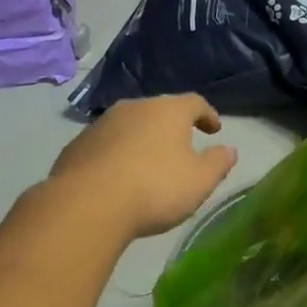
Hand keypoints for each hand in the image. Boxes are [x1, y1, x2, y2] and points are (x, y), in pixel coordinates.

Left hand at [49, 95, 237, 239]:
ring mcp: (101, 124)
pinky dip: (117, 154)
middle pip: (159, 110)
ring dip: (142, 140)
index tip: (214, 130)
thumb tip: (229, 150)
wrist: (87, 204)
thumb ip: (218, 163)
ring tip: (148, 164)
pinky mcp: (77, 145)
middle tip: (181, 146)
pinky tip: (118, 176)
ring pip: (129, 126)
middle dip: (172, 127)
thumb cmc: (154, 188)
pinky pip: (106, 144)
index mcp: (167, 111)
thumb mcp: (199, 181)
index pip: (194, 102)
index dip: (207, 115)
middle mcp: (133, 108)